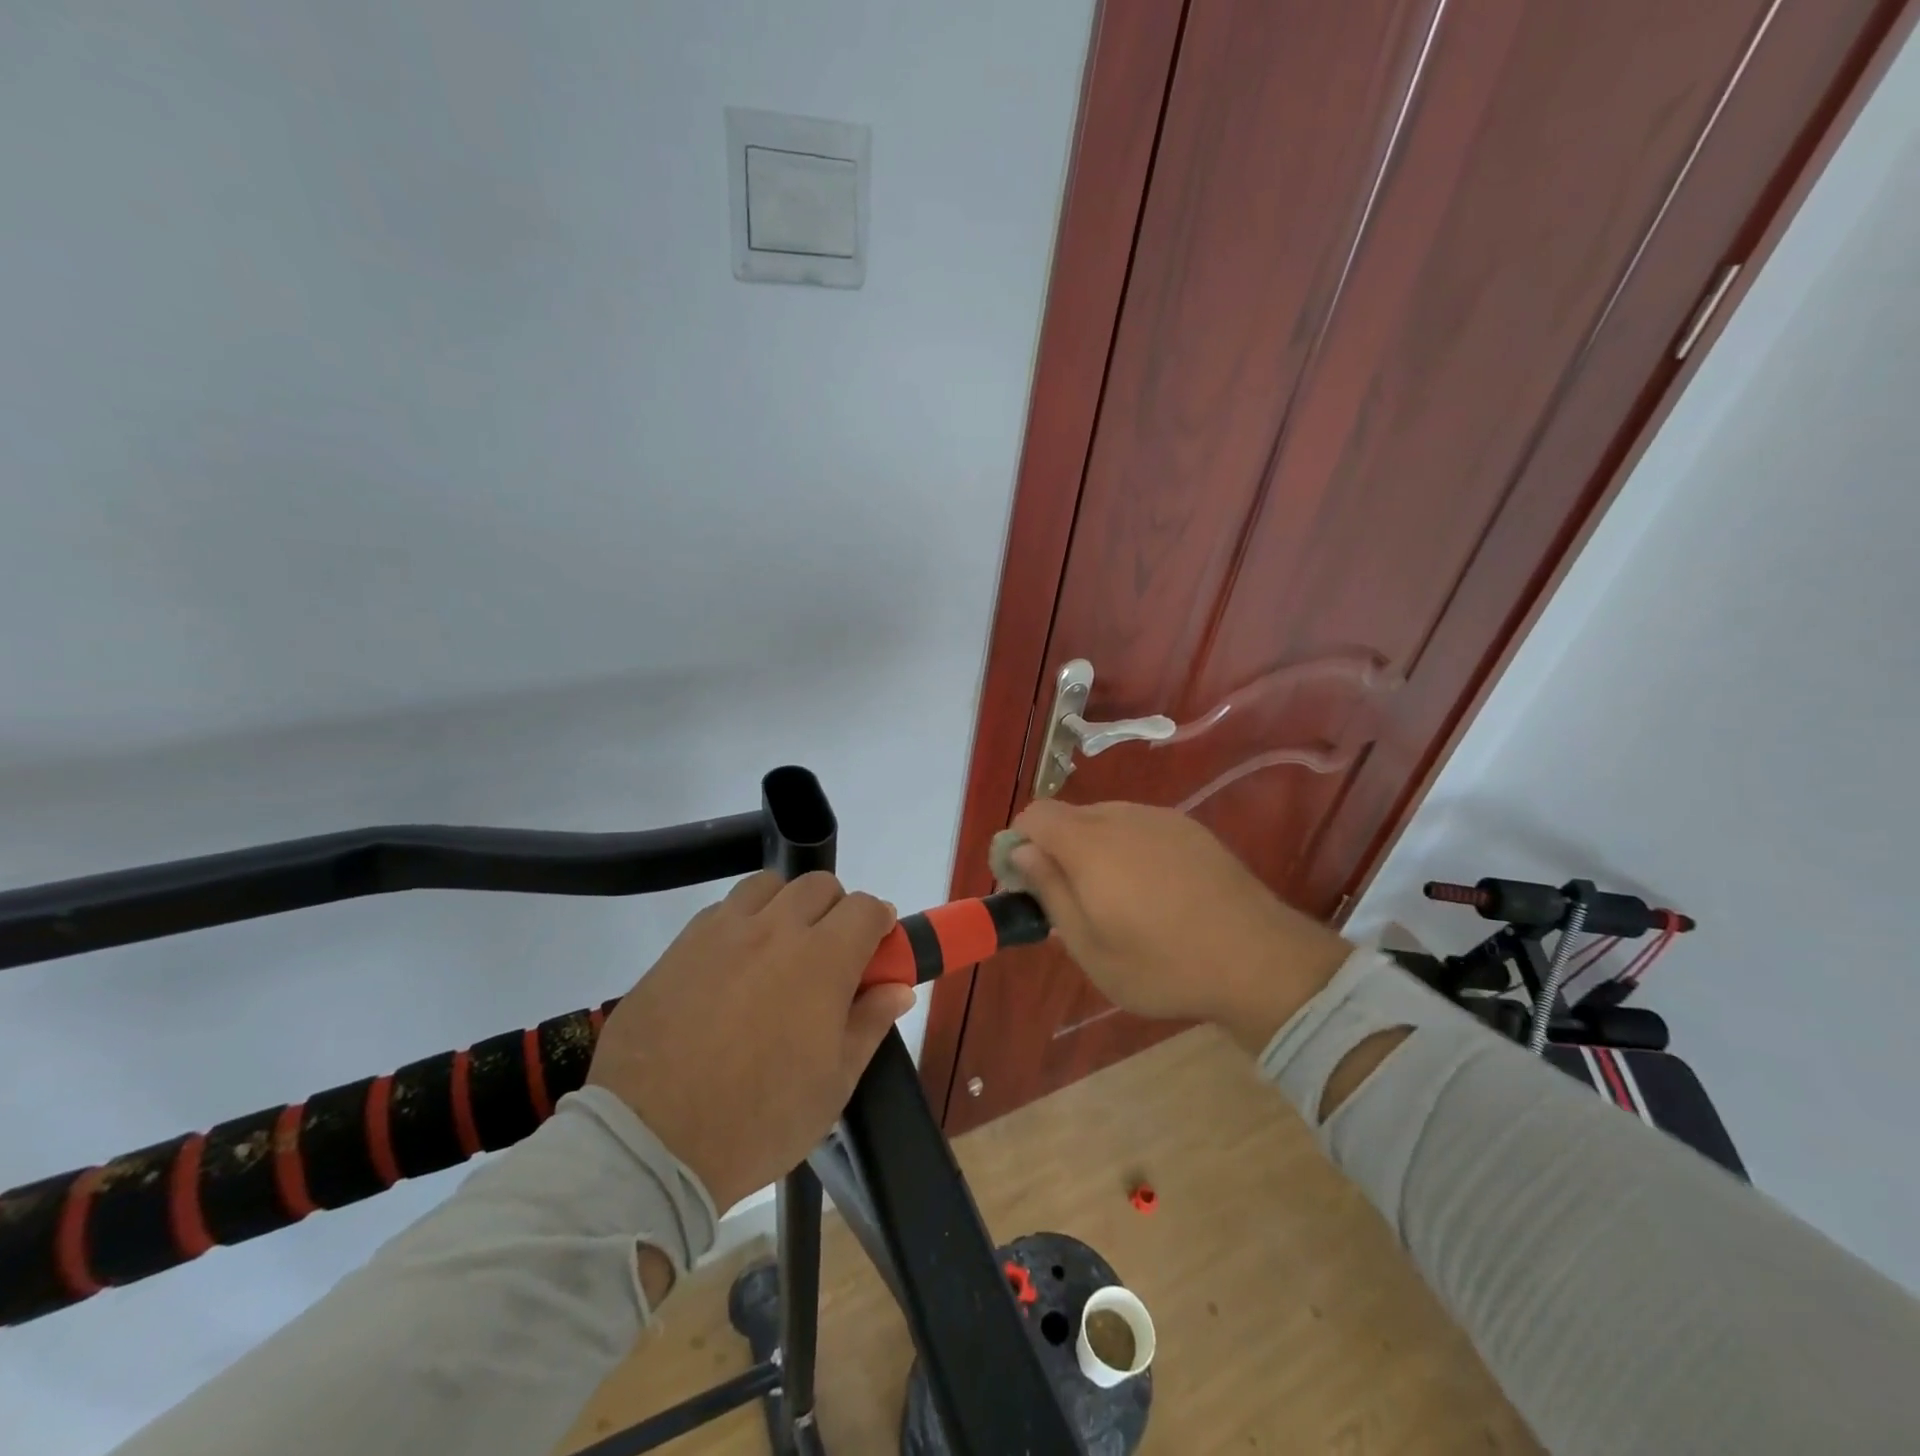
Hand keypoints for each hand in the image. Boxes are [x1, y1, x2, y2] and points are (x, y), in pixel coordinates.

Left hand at [586, 871, 914, 1211]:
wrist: (650, 1141)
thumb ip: (870, 1024)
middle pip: (819, 885)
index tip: (878, 946)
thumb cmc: (758, 1120)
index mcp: (823, 959)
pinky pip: (722, 910)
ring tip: (779, 949)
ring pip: (768, 885)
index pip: (866, 908)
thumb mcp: (833, 1085)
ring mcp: (722, 931)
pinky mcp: (680, 945)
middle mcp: (775, 929)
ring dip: (786, 905)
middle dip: (837, 909)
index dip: (880, 922)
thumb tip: (898, 988)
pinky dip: (741, 922)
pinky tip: (733, 965)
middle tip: (830, 953)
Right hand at [1008, 800, 1350, 1052]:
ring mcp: (1160, 818)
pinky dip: (1130, 848)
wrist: (1259, 960)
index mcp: (1089, 844)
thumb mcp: (1090, 948)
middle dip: (1057, 850)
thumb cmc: (1163, 965)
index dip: (1019, 843)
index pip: (1034, 815)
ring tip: (1119, 900)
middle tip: (1074, 901)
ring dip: (1095, 849)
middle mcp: (1122, 817)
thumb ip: (1050, 892)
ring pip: (1106, 820)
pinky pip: (1141, 827)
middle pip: (1069, 816)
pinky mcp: (1191, 828)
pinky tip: (1156, 891)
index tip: (1027, 883)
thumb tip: (1021, 852)